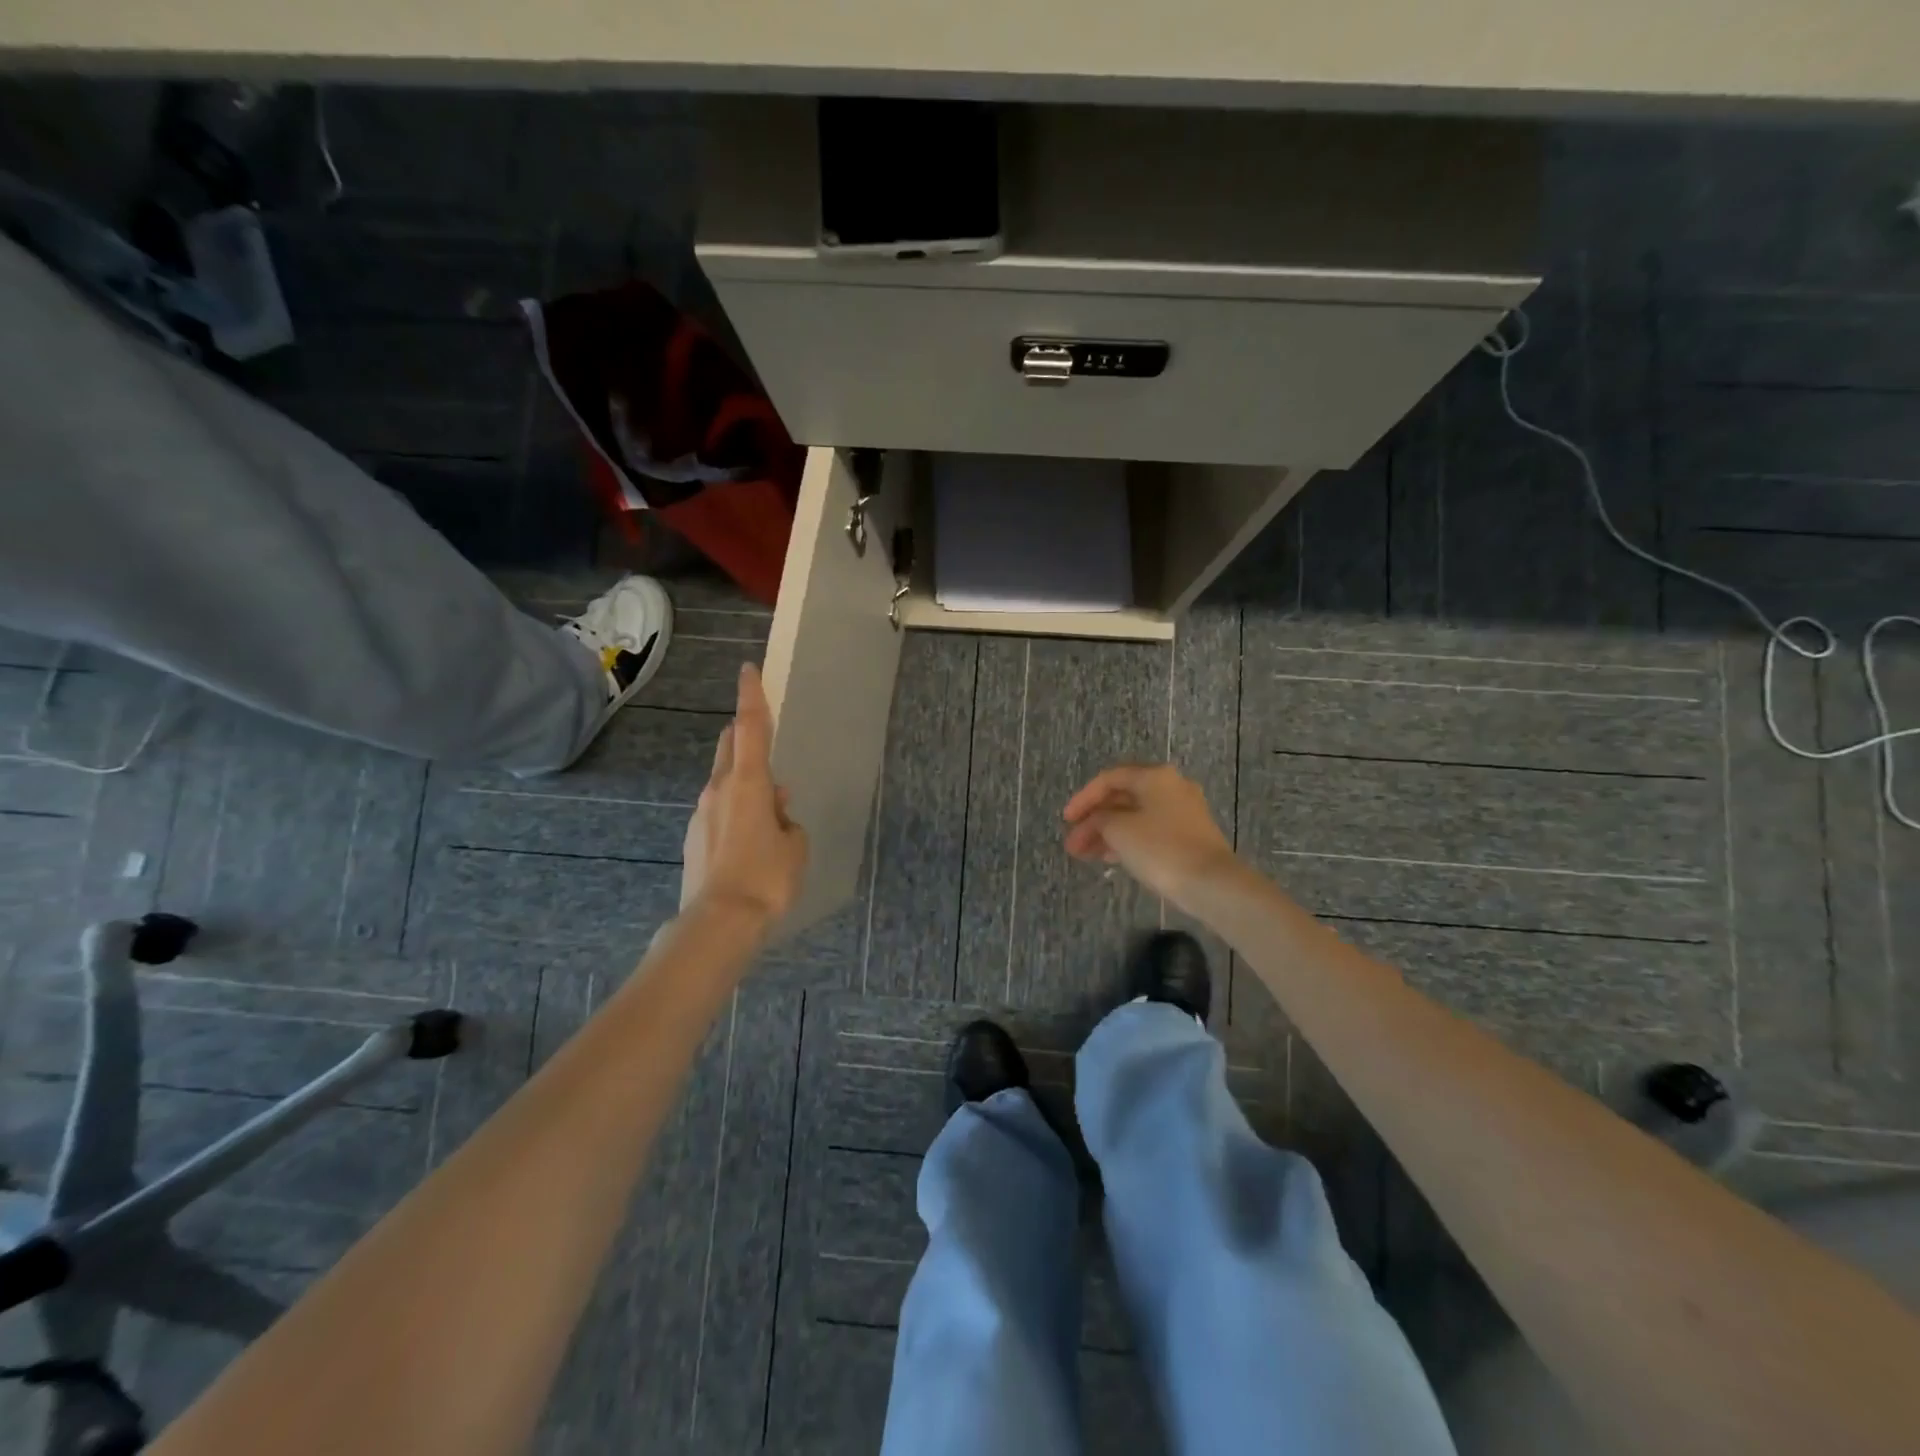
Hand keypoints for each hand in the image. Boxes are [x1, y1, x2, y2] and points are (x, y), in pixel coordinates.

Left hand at [679, 663, 808, 928]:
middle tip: (765, 742)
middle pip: (730, 746)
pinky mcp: (693, 836)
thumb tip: (775, 810)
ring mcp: (701, 812)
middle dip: (745, 735)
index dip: (751, 696)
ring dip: (743, 779)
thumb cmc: (766, 877)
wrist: (718, 921)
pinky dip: (734, 808)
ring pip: (723, 779)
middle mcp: (719, 789)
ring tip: (769, 810)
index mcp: (748, 783)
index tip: (748, 670)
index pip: (751, 728)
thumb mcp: (794, 846)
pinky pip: (718, 808)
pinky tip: (750, 838)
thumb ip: (787, 820)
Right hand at [1062, 763, 1239, 911]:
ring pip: (1135, 817)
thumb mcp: (1119, 830)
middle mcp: (1171, 787)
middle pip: (1122, 798)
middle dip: (1094, 820)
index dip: (1083, 798)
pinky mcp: (1190, 835)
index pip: (1109, 778)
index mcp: (1154, 776)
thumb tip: (1098, 821)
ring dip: (1107, 833)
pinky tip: (1110, 858)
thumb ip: (1100, 819)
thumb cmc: (1160, 848)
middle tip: (1073, 844)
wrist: (1212, 883)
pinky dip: (1128, 841)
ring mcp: (1183, 812)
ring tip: (1085, 856)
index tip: (1066, 821)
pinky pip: (1150, 831)